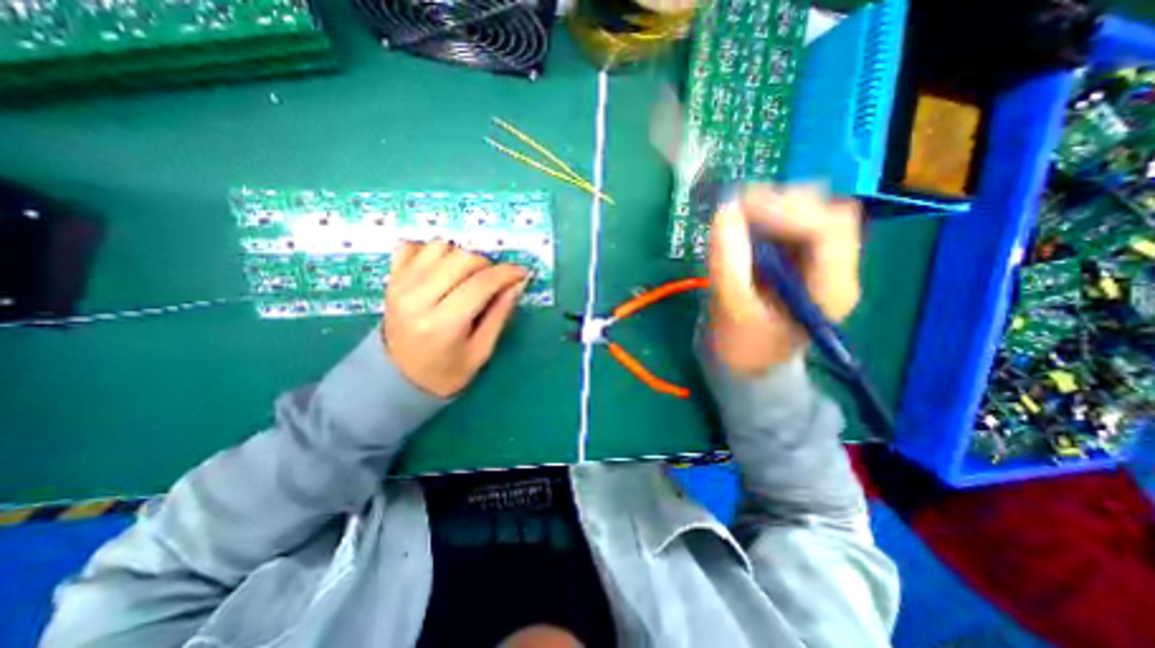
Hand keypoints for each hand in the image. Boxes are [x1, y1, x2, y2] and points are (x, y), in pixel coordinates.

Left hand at [381, 241, 526, 396]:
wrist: (397, 380)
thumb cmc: (445, 372)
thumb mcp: (481, 351)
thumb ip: (500, 314)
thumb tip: (517, 283)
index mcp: (443, 324)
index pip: (481, 283)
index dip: (507, 273)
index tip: (521, 273)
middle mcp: (417, 299)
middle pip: (462, 259)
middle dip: (488, 265)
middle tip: (494, 282)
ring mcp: (400, 286)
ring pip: (440, 247)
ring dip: (462, 257)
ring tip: (468, 277)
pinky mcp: (391, 280)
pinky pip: (412, 246)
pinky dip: (432, 251)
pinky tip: (442, 268)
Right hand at [709, 186, 861, 373]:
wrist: (745, 365)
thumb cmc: (741, 347)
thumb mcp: (731, 308)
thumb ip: (727, 260)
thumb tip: (723, 209)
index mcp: (830, 289)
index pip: (828, 229)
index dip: (786, 210)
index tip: (740, 207)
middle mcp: (835, 269)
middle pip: (823, 213)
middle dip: (778, 203)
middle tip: (734, 208)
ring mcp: (817, 261)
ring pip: (807, 213)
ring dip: (770, 208)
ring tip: (734, 217)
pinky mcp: (798, 259)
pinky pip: (788, 224)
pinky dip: (763, 218)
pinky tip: (740, 226)